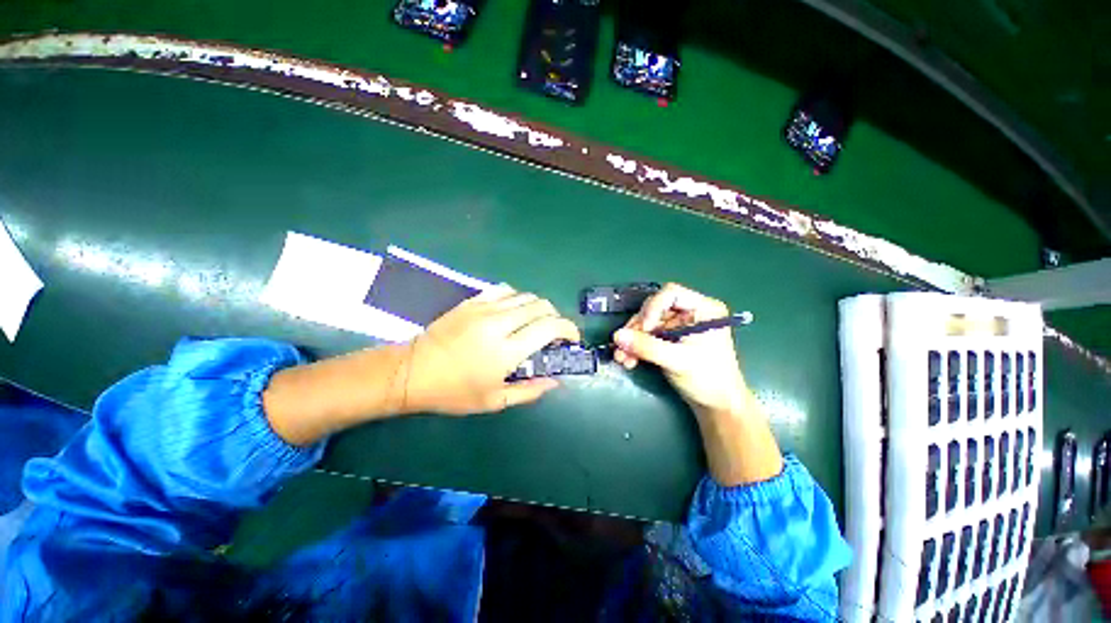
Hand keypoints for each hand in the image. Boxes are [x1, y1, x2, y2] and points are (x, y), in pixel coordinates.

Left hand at [404, 286, 580, 414]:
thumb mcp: (494, 401)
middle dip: (556, 317)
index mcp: (506, 351)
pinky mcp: (472, 301)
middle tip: (553, 333)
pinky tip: (513, 310)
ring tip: (534, 322)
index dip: (568, 329)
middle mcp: (499, 323)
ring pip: (525, 295)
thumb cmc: (453, 392)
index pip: (550, 328)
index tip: (571, 339)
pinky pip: (504, 289)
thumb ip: (529, 390)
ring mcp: (484, 308)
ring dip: (538, 308)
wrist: (412, 371)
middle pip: (542, 306)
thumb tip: (555, 381)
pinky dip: (517, 297)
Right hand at [612, 283, 782, 485]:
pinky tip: (629, 360)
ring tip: (622, 357)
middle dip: (638, 328)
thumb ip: (647, 346)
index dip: (653, 307)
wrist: (720, 406)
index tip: (644, 327)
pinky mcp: (672, 340)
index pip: (671, 293)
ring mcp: (681, 327)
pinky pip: (649, 337)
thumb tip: (616, 336)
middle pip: (655, 309)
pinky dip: (637, 347)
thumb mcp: (678, 360)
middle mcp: (692, 313)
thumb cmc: (710, 380)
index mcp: (704, 308)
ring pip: (648, 324)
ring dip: (633, 340)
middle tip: (624, 345)